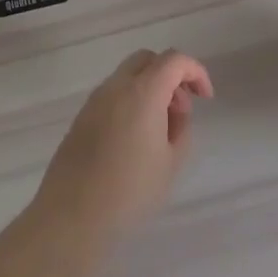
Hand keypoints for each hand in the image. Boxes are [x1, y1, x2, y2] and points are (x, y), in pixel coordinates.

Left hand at [35, 49, 213, 233]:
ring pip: (127, 76)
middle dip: (171, 74)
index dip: (196, 72)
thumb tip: (174, 112)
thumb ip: (181, 127)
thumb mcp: (172, 161)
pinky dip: (131, 101)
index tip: (205, 98)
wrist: (72, 217)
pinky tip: (135, 137)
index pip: (174, 60)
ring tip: (160, 128)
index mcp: (142, 93)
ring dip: (150, 88)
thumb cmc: (131, 191)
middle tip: (181, 107)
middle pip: (147, 59)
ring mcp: (93, 102)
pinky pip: (112, 95)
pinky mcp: (80, 118)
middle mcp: (115, 88)